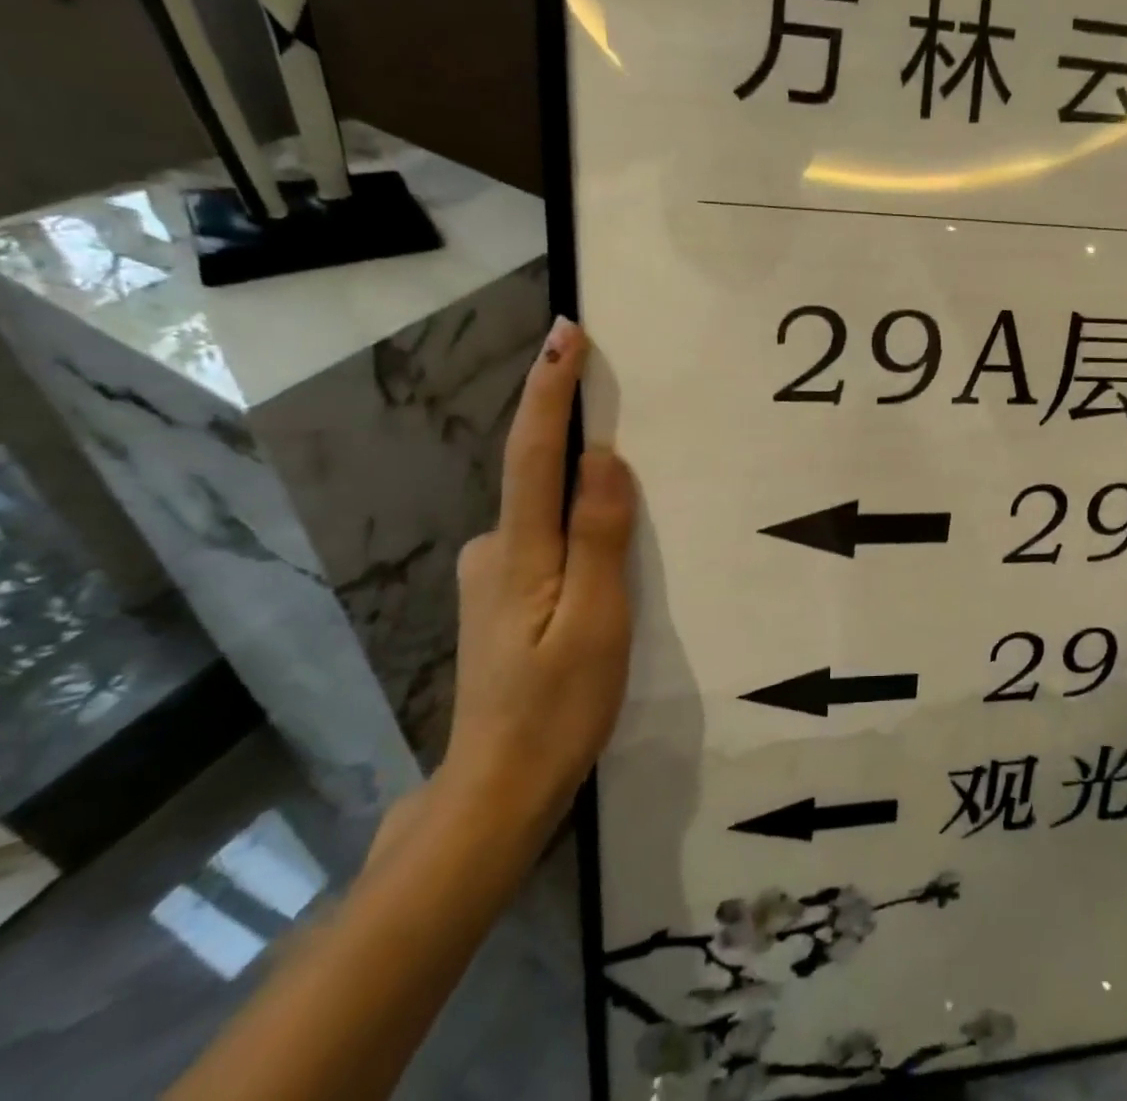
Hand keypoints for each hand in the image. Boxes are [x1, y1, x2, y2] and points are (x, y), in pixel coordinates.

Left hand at [443, 316, 635, 841]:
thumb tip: (603, 457)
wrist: (499, 791)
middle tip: (626, 413)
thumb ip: (599, 538)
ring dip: (582, 493)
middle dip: (577, 437)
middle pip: (539, 476)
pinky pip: (547, 540)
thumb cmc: (557, 709)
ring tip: (633, 498)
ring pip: (546, 514)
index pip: (534, 453)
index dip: (550, 390)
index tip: (566, 334)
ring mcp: (493, 576)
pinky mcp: (502, 598)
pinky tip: (605, 558)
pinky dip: (575, 527)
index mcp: (519, 553)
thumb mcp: (596, 624)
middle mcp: (493, 550)